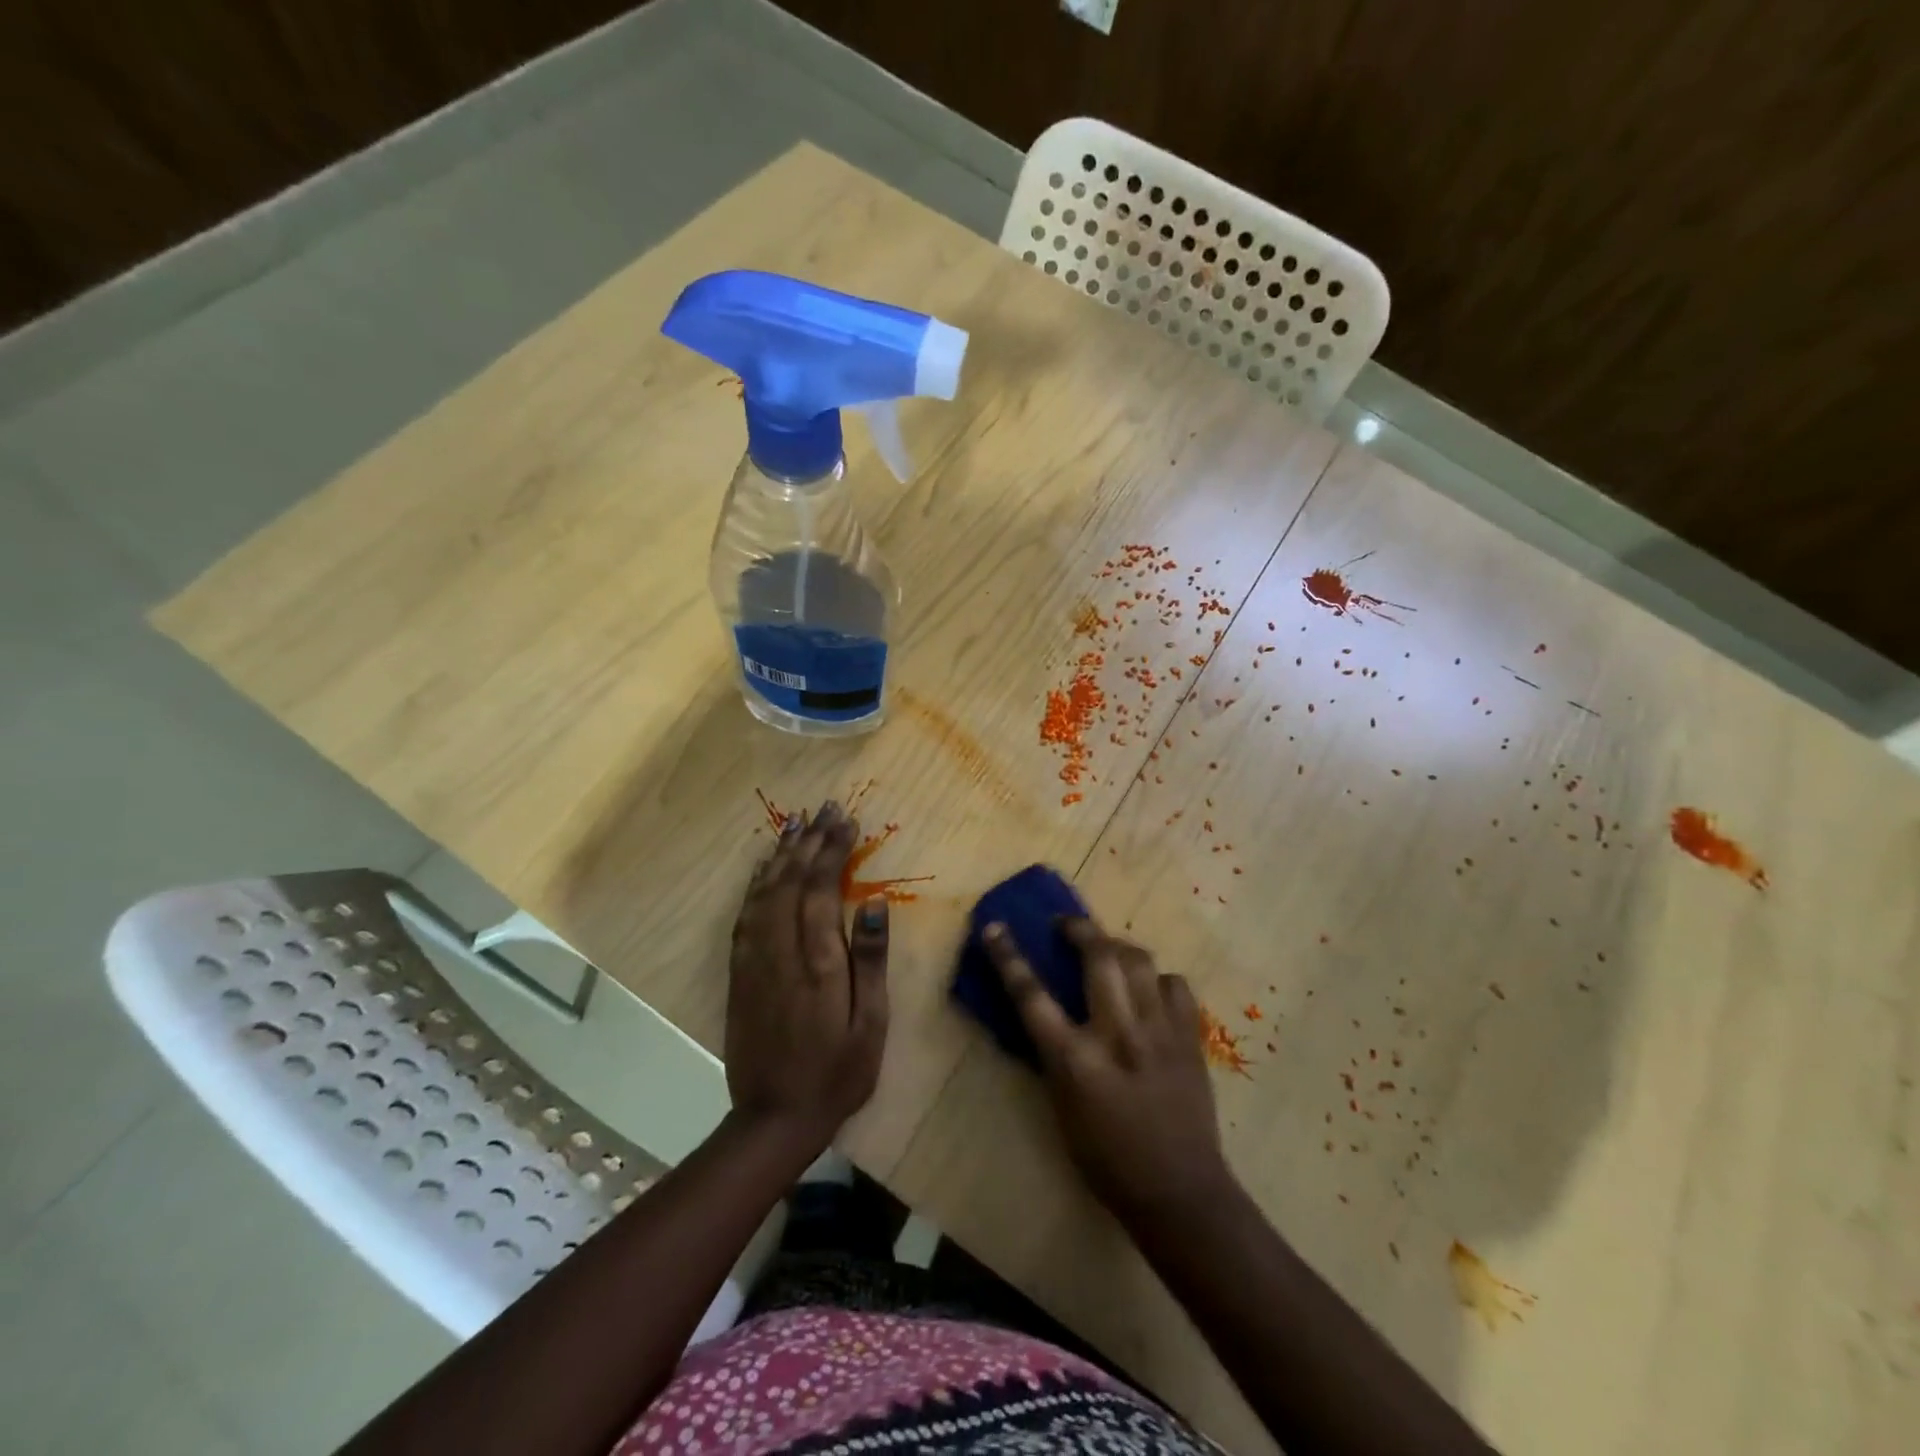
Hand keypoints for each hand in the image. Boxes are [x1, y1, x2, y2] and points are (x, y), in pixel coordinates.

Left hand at [725, 802, 889, 1155]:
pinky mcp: (739, 974)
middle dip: (809, 841)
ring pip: (764, 893)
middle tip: (824, 808)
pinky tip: (763, 871)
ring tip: (796, 826)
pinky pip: (745, 917)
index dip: (833, 849)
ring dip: (781, 855)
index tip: (846, 820)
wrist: (773, 1117)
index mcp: (818, 961)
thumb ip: (871, 962)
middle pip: (791, 881)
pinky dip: (755, 885)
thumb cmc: (837, 1073)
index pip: (823, 888)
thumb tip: (876, 904)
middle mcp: (781, 951)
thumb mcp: (870, 1024)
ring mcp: (755, 961)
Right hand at [985, 916, 1230, 1224]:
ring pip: (1139, 960)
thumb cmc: (1106, 1160)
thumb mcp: (1061, 1108)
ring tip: (1108, 951)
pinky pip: (1175, 984)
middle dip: (1079, 929)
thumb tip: (1042, 1013)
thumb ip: (1053, 1054)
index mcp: (1076, 1060)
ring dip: (1117, 947)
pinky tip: (1150, 990)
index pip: (1032, 995)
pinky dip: (1158, 979)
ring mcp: (1160, 1031)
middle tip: (1066, 926)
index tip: (994, 928)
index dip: (1008, 957)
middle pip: (1098, 956)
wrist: (1180, 1193)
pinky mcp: (1190, 1037)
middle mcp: (1118, 1034)